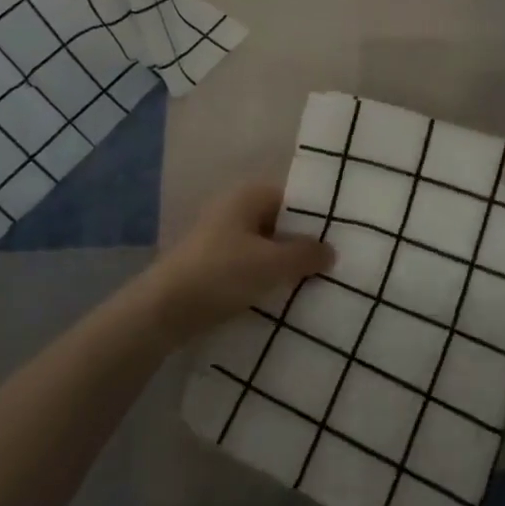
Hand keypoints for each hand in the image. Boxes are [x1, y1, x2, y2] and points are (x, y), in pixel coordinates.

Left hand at [141, 183, 332, 343]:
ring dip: (284, 265)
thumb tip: (330, 250)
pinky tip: (282, 296)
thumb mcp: (272, 264)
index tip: (340, 240)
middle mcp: (234, 209)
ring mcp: (221, 237)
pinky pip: (250, 265)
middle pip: (279, 223)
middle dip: (301, 245)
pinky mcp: (213, 264)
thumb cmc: (222, 274)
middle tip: (332, 266)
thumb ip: (305, 255)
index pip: (292, 199)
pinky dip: (265, 277)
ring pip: (264, 247)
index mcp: (248, 196)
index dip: (315, 219)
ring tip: (313, 285)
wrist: (164, 309)